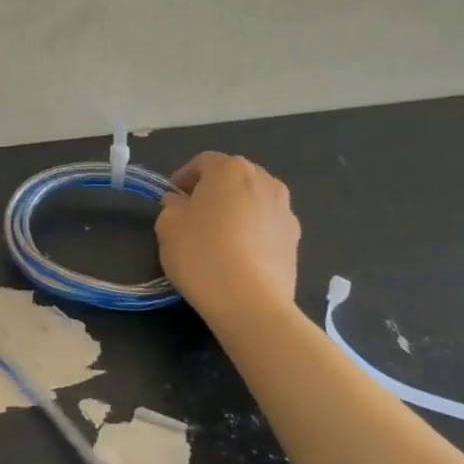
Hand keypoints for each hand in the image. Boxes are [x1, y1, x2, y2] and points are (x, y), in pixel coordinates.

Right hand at [156, 152, 300, 322]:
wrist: (250, 301)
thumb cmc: (202, 254)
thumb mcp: (168, 227)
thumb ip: (171, 207)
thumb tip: (180, 203)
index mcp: (231, 169)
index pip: (204, 162)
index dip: (184, 176)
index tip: (172, 196)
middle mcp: (264, 180)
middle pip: (234, 178)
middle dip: (214, 190)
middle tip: (194, 212)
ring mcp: (285, 210)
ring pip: (254, 200)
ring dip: (237, 210)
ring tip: (220, 235)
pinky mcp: (295, 239)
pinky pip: (267, 225)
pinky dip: (253, 231)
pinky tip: (239, 255)